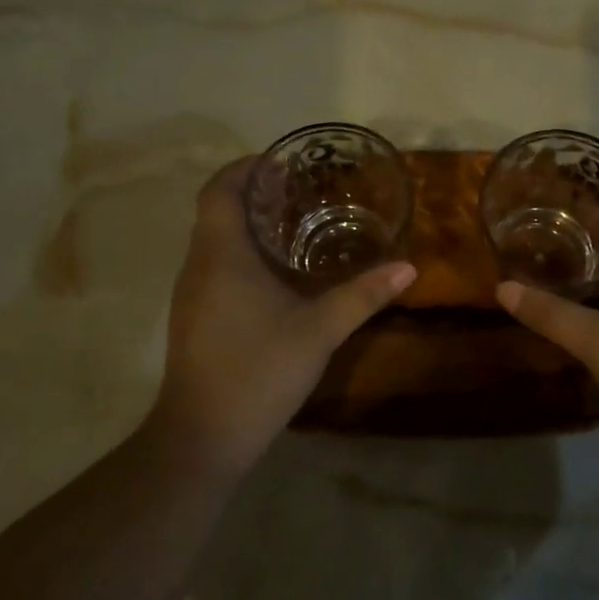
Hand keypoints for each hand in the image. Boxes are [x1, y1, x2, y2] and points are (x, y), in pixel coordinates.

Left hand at [149, 157, 416, 474]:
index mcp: (222, 254)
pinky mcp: (193, 316)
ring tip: (296, 225)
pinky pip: (215, 265)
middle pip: (217, 210)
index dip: (246, 167)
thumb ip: (363, 296)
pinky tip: (277, 274)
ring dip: (248, 225)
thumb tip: (407, 268)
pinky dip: (242, 253)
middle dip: (254, 194)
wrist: (203, 436)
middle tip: (301, 191)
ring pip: (215, 239)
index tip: (282, 163)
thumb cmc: (258, 370)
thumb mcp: (319, 330)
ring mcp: (191, 292)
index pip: (219, 189)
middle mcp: (199, 264)